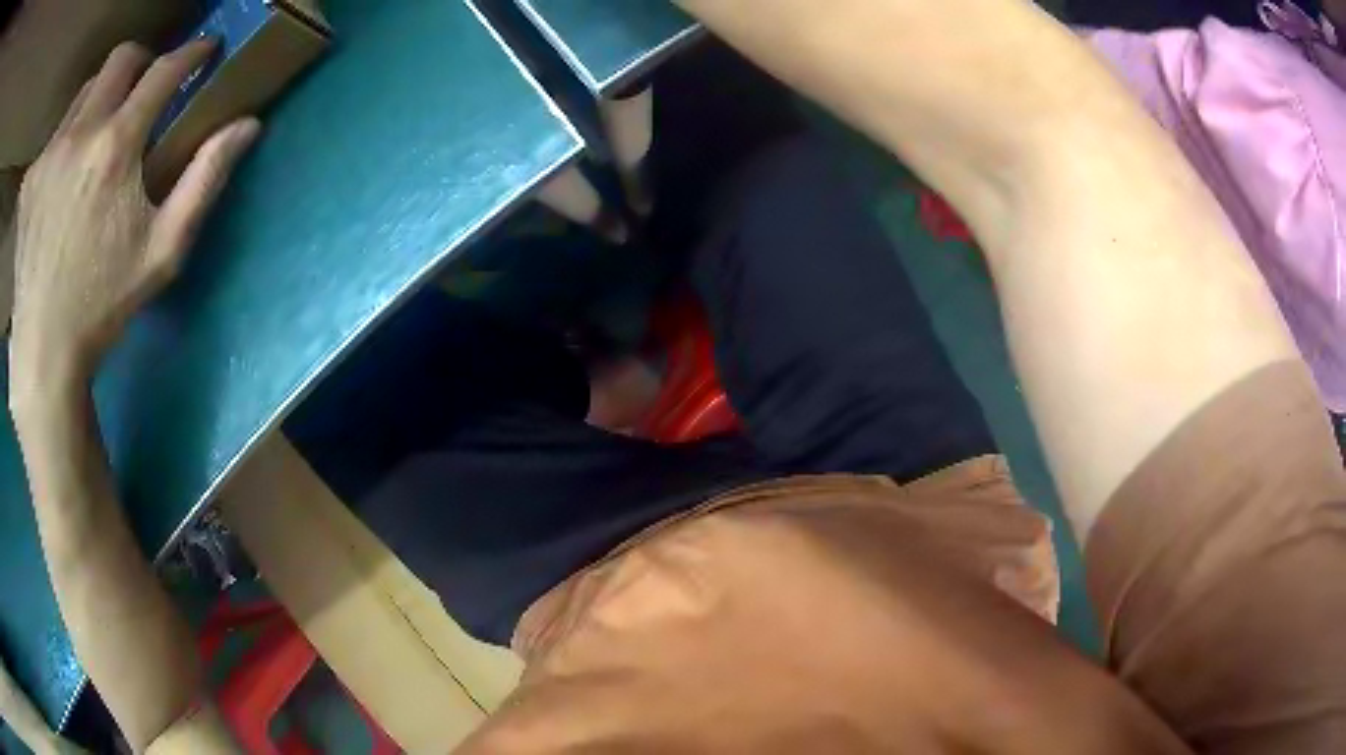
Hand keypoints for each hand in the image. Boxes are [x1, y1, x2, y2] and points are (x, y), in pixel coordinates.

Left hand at [9, 39, 258, 393]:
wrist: (42, 355)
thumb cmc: (101, 308)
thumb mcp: (162, 252)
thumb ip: (204, 180)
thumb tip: (248, 125)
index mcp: (115, 147)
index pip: (164, 71)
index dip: (191, 54)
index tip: (204, 52)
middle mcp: (79, 133)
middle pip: (122, 58)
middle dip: (142, 63)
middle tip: (145, 90)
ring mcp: (49, 154)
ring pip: (85, 90)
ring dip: (101, 97)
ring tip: (100, 132)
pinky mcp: (30, 181)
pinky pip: (53, 135)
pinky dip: (65, 138)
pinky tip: (62, 170)